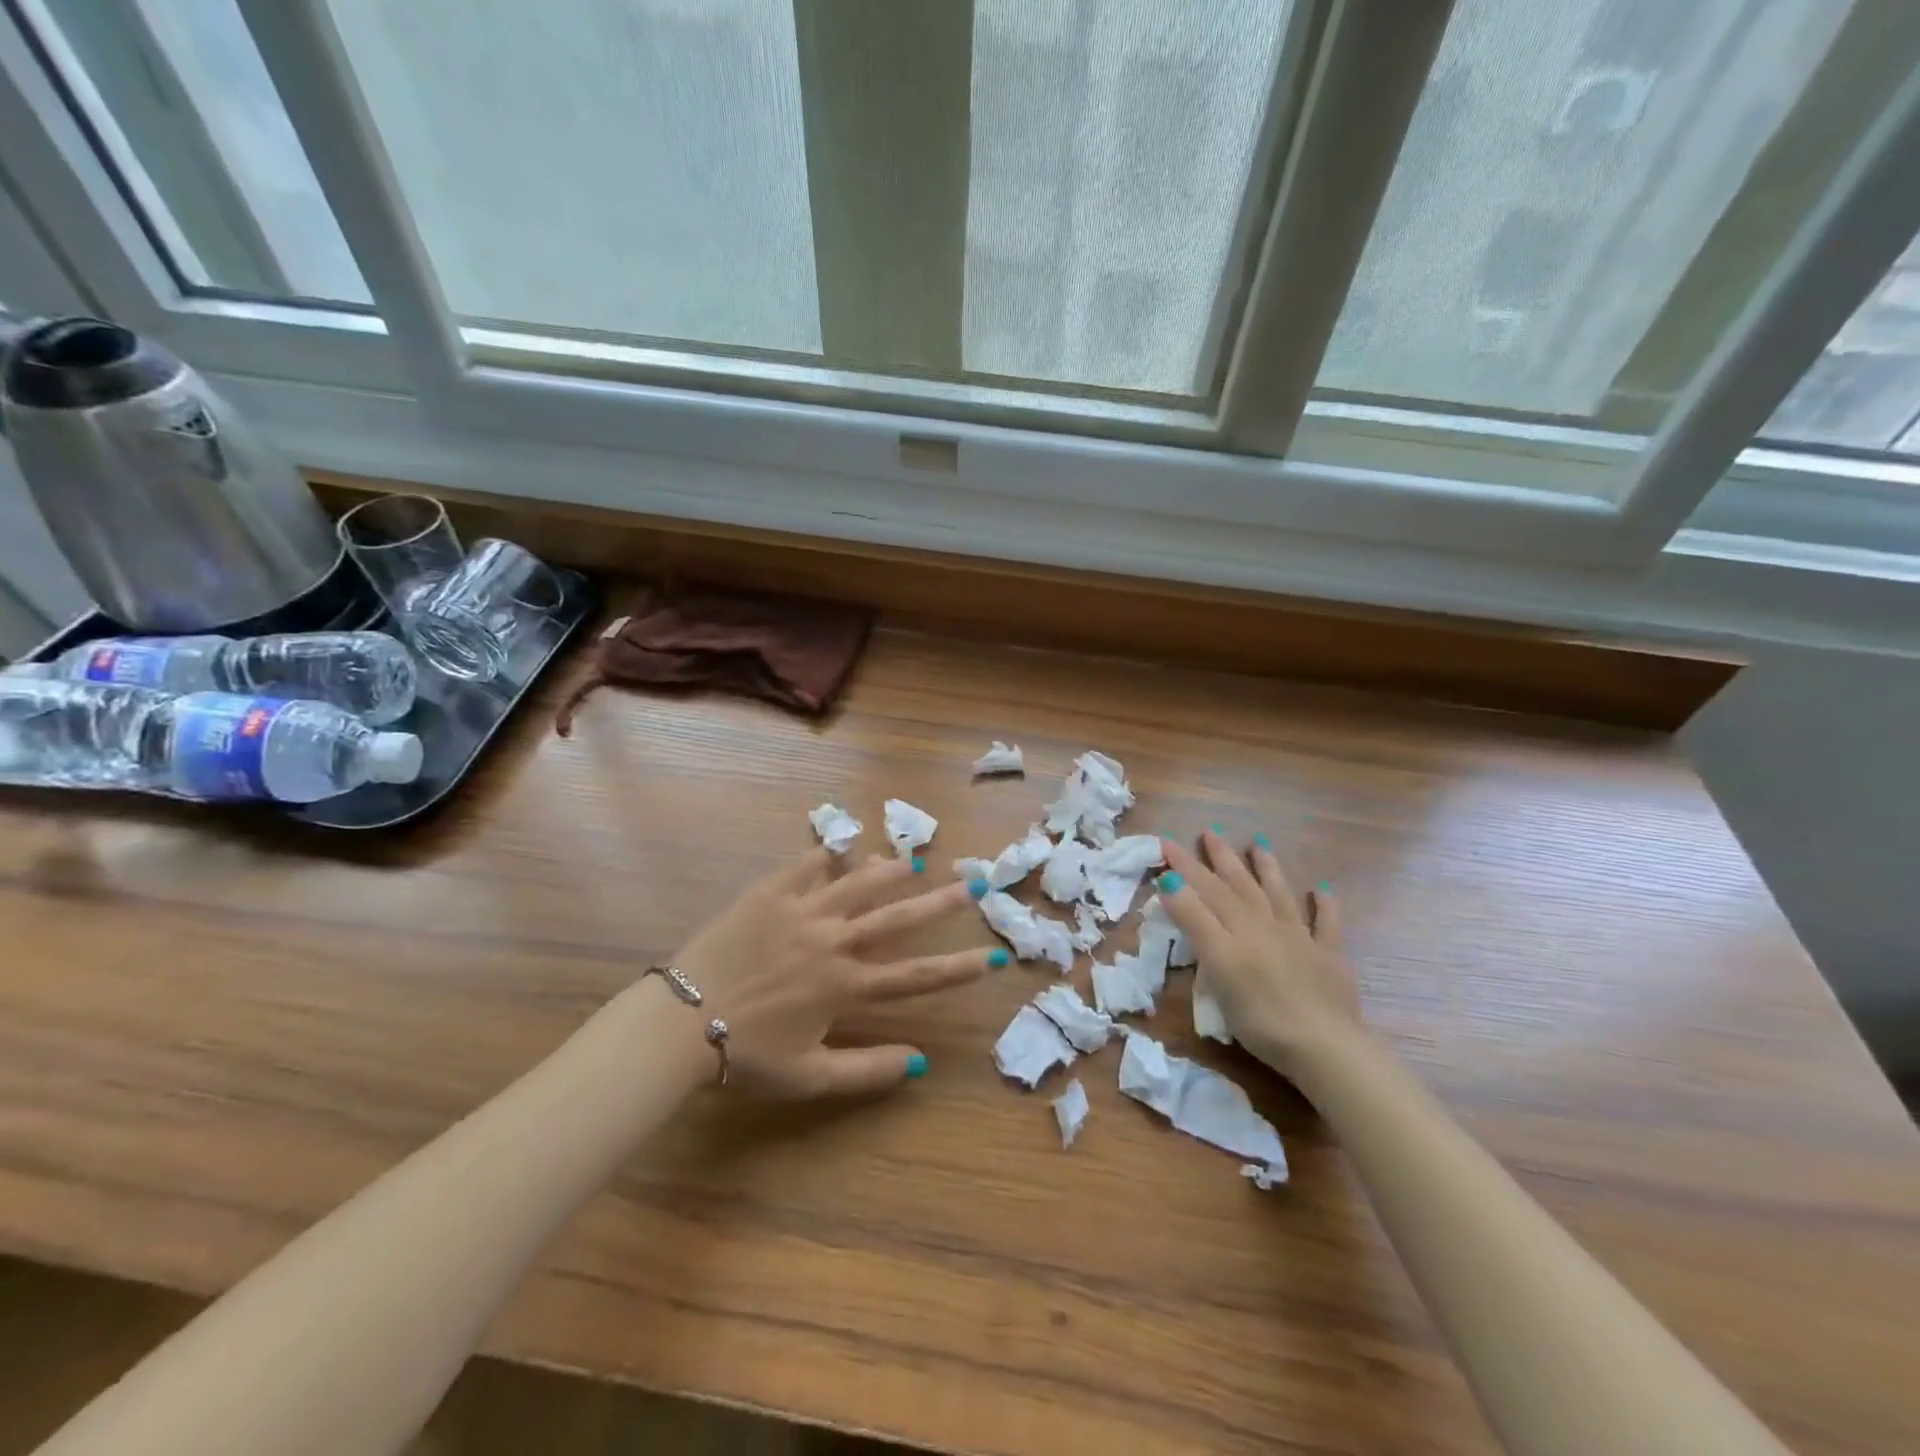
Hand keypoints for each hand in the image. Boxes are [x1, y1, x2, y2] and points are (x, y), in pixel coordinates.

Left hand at [671, 848, 996, 1098]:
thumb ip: (867, 1070)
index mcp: (846, 986)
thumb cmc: (745, 1054)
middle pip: (898, 917)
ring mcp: (802, 912)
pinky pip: (805, 866)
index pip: (917, 976)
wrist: (680, 1023)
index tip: (995, 956)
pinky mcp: (769, 894)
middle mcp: (834, 941)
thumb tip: (921, 1063)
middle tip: (976, 881)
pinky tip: (845, 842)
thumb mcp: (809, 1077)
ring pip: (858, 883)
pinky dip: (827, 853)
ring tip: (918, 860)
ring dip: (892, 871)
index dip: (960, 968)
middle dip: (942, 902)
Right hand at [1157, 830, 1362, 1077]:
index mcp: (1238, 926)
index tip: (1165, 841)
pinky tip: (1322, 891)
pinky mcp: (1329, 960)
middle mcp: (1267, 923)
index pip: (1205, 887)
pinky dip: (1324, 906)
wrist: (1325, 1047)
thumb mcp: (1216, 963)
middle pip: (1240, 884)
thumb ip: (1194, 919)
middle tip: (1210, 831)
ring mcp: (1301, 940)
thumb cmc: (1259, 1012)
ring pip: (1279, 894)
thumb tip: (1170, 879)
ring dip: (1268, 868)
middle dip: (1222, 857)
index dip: (1184, 865)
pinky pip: (1327, 925)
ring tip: (1258, 843)